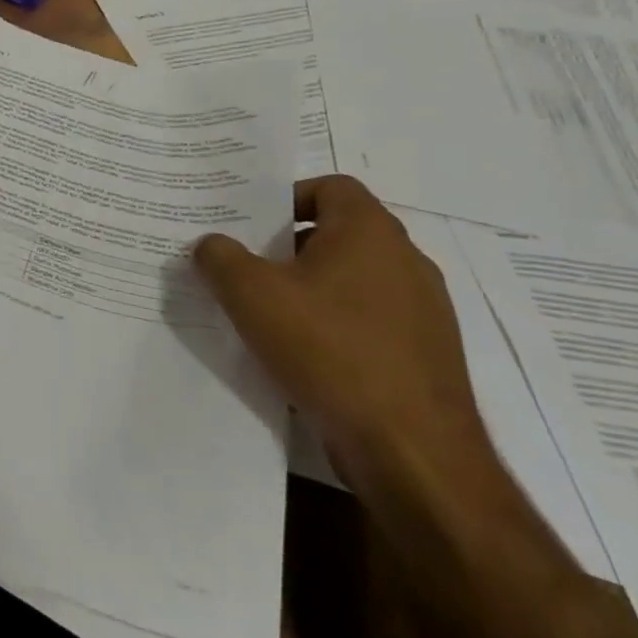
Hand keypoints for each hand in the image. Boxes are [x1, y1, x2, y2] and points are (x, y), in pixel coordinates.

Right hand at [193, 175, 490, 493]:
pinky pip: (369, 320)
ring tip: (266, 314)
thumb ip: (219, 257)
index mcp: (370, 232)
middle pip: (338, 233)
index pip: (331, 186)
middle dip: (288, 248)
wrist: (412, 452)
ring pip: (353, 279)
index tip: (252, 226)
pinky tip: (302, 355)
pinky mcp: (425, 354)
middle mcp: (406, 261)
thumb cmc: (329, 350)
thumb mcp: (250, 294)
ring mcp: (424, 311)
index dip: (287, 197)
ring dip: (310, 289)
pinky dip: (334, 325)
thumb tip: (211, 244)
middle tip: (245, 268)